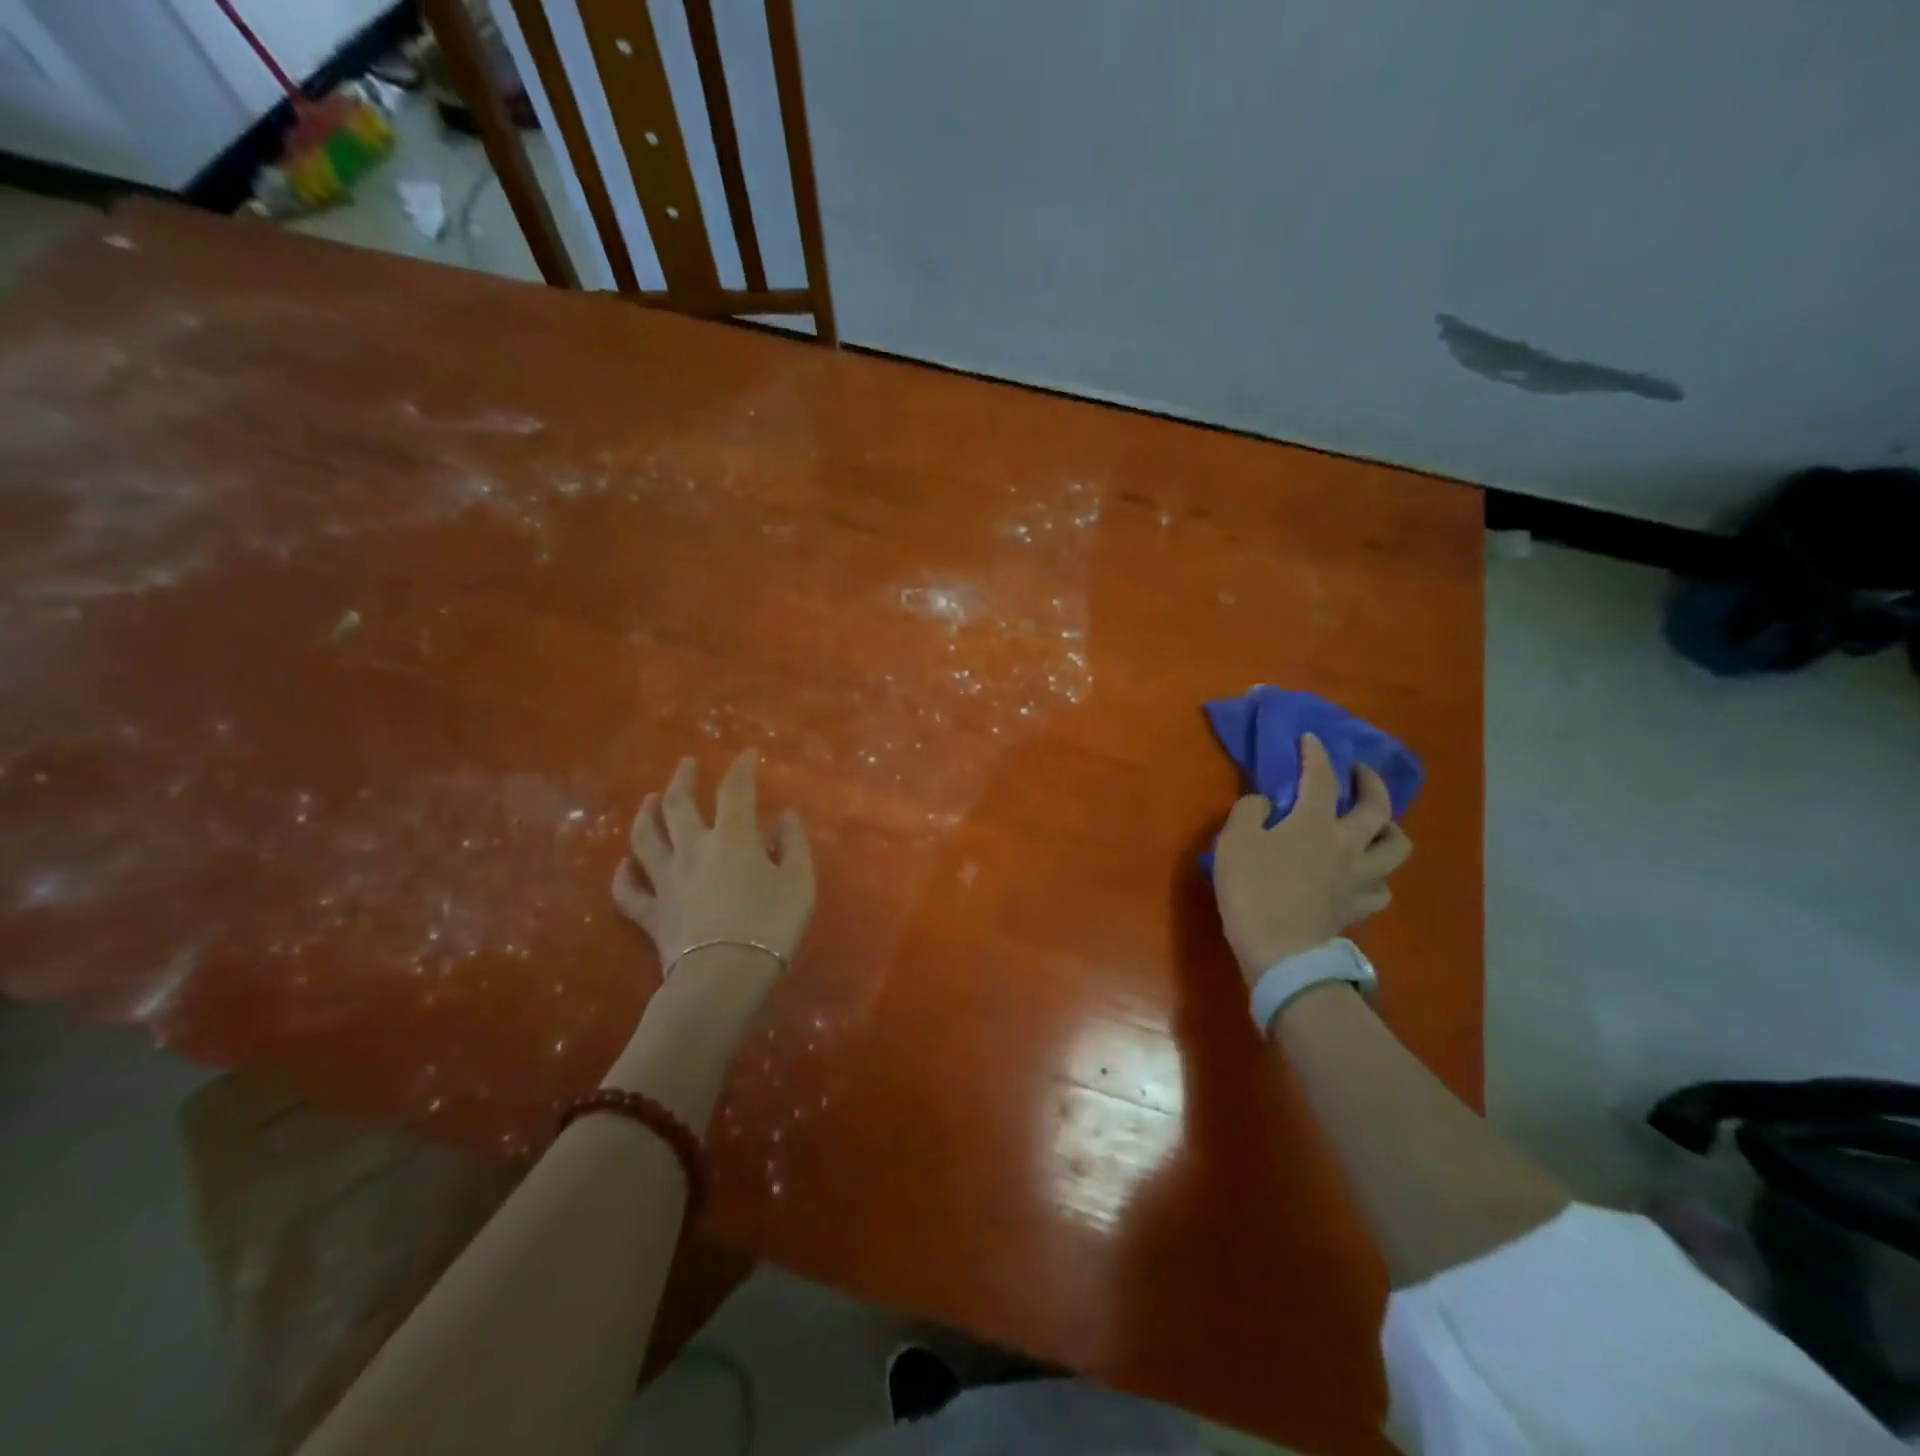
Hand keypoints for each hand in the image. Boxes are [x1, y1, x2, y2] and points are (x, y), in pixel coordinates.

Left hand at [612, 752, 814, 979]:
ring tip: (649, 800)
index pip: (735, 791)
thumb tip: (785, 816)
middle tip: (685, 763)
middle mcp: (692, 849)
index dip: (741, 768)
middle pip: (678, 805)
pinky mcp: (651, 913)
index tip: (746, 754)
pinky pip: (628, 893)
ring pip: (645, 840)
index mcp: (732, 838)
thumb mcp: (799, 882)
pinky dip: (623, 877)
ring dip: (645, 815)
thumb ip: (794, 845)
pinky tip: (623, 866)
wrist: (723, 976)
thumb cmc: (770, 925)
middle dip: (682, 779)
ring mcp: (666, 881)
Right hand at [1212, 733, 1411, 983]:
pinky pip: (1381, 888)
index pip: (1321, 777)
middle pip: (1378, 807)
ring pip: (1396, 848)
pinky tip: (1363, 875)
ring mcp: (1358, 877)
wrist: (1278, 949)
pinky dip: (1377, 876)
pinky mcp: (1357, 907)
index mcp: (1314, 823)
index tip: (1311, 738)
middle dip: (1372, 783)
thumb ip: (1249, 811)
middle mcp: (1347, 844)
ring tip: (1375, 826)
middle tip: (1359, 774)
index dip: (1316, 753)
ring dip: (1390, 830)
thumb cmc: (1252, 888)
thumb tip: (1265, 804)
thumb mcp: (1233, 841)